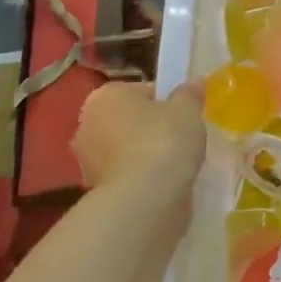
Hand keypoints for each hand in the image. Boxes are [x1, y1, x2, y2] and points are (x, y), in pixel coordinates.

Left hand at [73, 81, 204, 190]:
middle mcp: (87, 124)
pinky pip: (125, 174)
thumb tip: (194, 82)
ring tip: (175, 163)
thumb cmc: (163, 141)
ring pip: (125, 148)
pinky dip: (140, 176)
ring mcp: (87, 160)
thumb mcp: (188, 110)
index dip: (167, 101)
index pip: (142, 91)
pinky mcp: (94, 190)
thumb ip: (190, 94)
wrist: (144, 199)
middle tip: (180, 137)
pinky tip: (163, 182)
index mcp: (105, 96)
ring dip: (144, 153)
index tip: (184, 115)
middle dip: (151, 127)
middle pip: (129, 120)